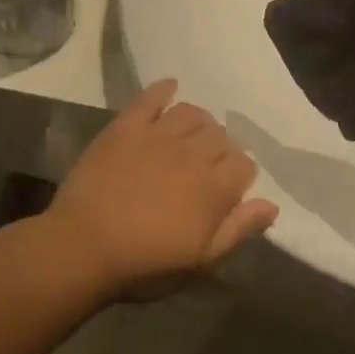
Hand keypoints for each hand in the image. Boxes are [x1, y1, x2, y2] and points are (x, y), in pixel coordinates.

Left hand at [48, 81, 278, 298]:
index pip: (244, 164)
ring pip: (192, 113)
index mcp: (214, 188)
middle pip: (221, 136)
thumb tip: (271, 204)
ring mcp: (157, 135)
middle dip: (220, 149)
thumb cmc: (144, 264)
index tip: (227, 189)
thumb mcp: (200, 261)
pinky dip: (164, 90)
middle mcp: (191, 153)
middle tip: (204, 167)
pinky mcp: (126, 126)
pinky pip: (151, 97)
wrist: (82, 248)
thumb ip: (238, 230)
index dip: (239, 176)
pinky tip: (169, 89)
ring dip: (198, 122)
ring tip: (189, 136)